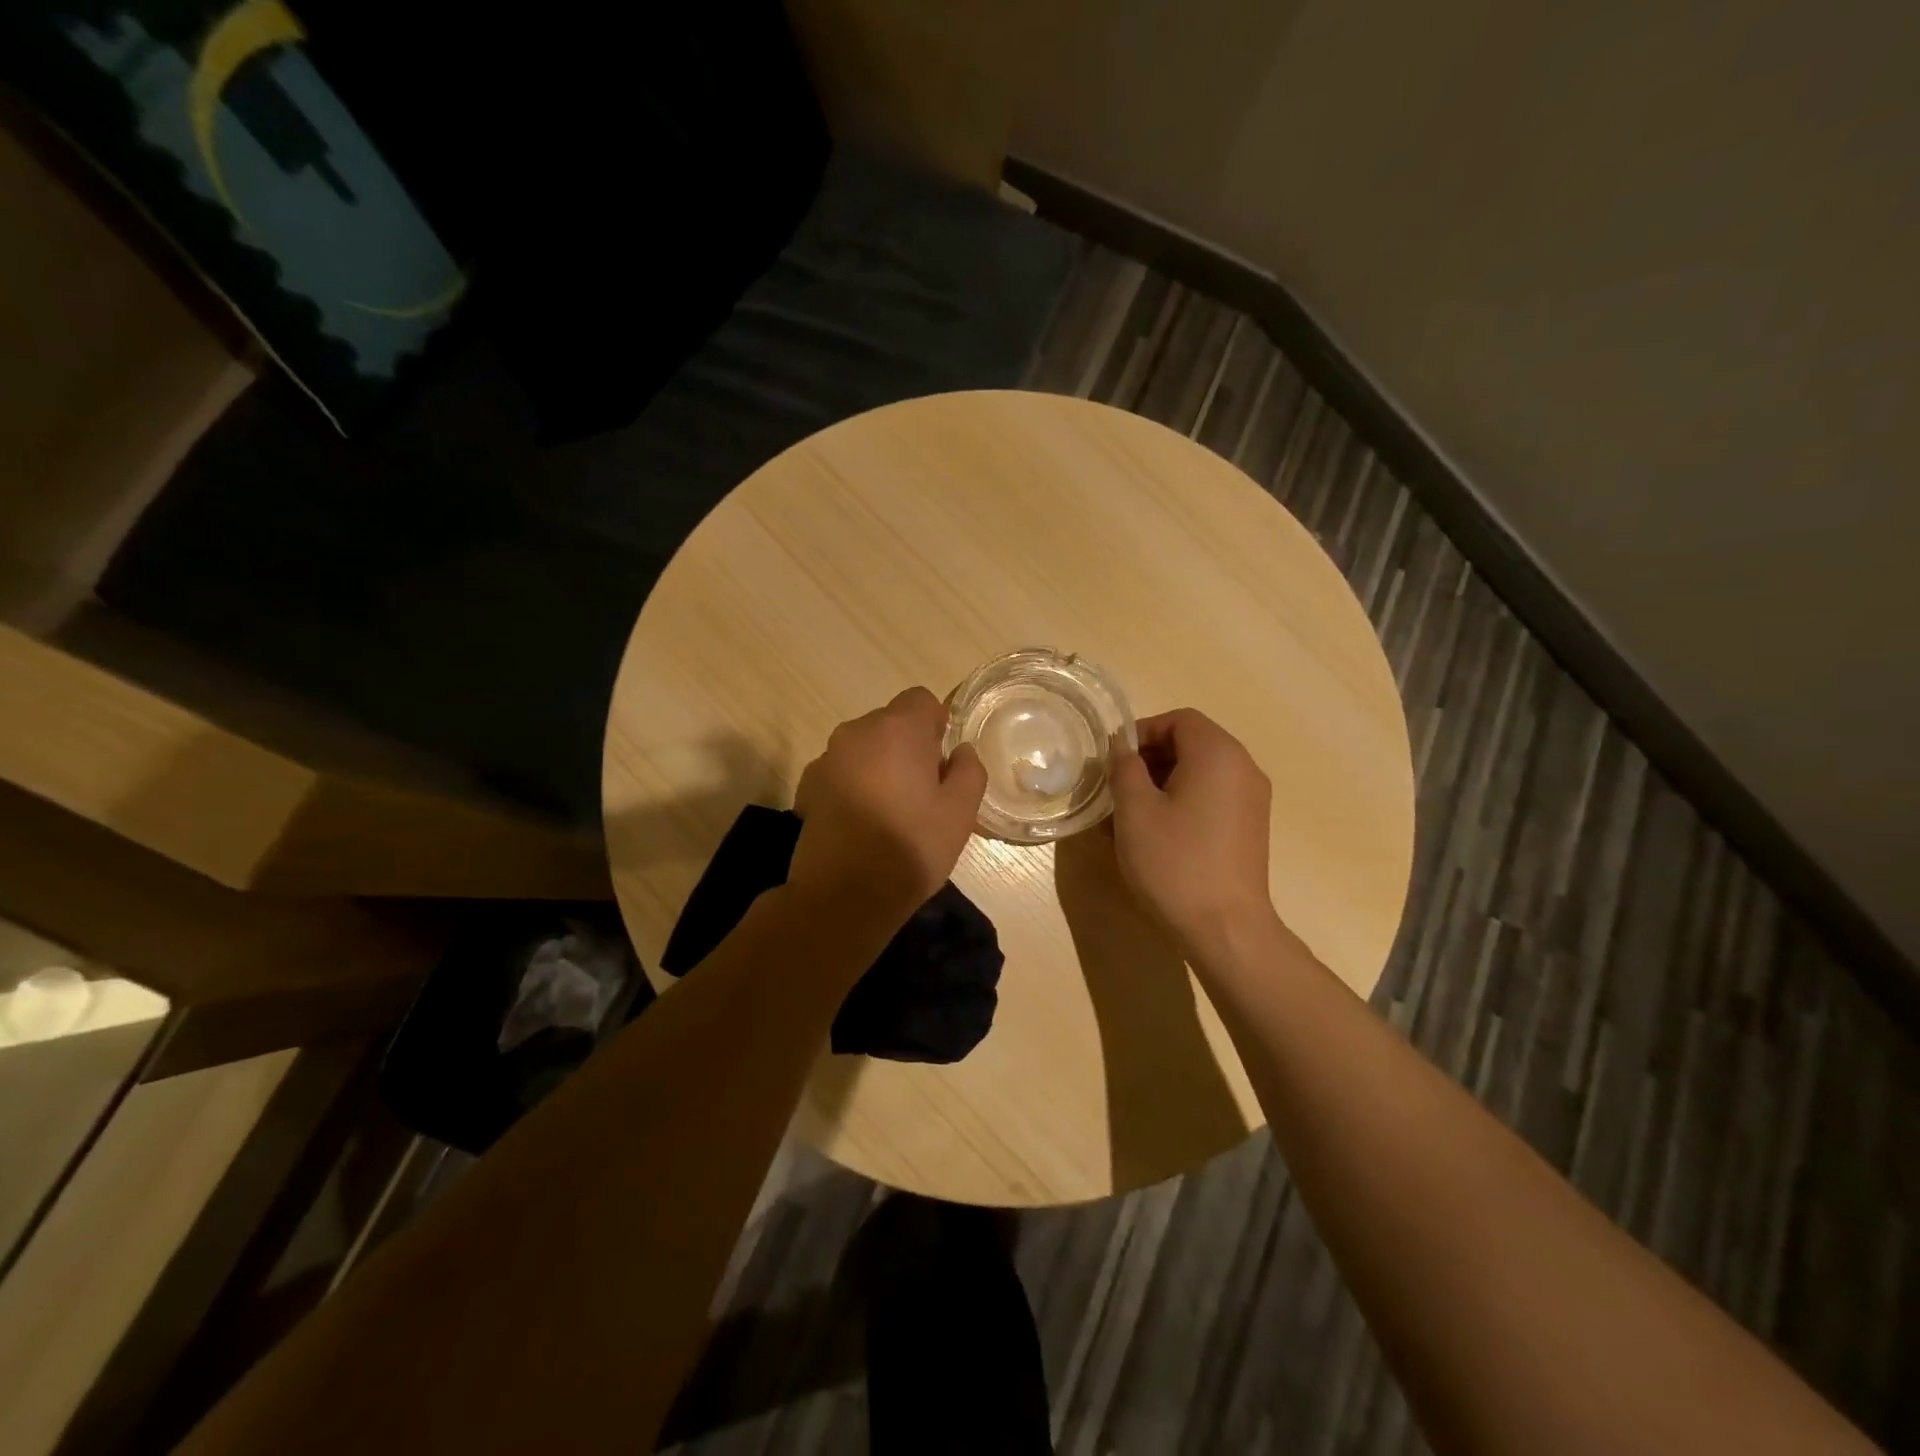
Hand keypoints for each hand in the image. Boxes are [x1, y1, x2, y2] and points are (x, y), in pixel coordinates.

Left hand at [789, 688, 987, 931]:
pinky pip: (841, 772)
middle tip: (923, 792)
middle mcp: (855, 732)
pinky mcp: (806, 787)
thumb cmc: (910, 848)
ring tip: (890, 811)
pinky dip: (854, 785)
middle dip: (908, 747)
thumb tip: (960, 751)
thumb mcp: (960, 813)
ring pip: (863, 748)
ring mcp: (826, 759)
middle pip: (890, 723)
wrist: (843, 896)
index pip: (921, 700)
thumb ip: (969, 771)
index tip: (942, 763)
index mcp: (897, 729)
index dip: (937, 726)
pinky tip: (861, 823)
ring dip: (879, 766)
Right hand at [1108, 708, 1276, 950]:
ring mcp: (1253, 799)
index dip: (1142, 732)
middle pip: (1193, 742)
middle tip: (1119, 788)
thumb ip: (1125, 768)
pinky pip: (1214, 796)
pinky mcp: (1251, 827)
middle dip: (1151, 758)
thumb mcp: (1135, 811)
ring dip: (1164, 781)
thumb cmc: (1174, 862)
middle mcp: (1243, 768)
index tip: (1115, 762)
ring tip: (1133, 814)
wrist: (1226, 928)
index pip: (1179, 719)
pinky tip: (1160, 833)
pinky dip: (1185, 800)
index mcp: (1218, 754)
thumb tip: (1122, 748)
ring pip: (1202, 771)